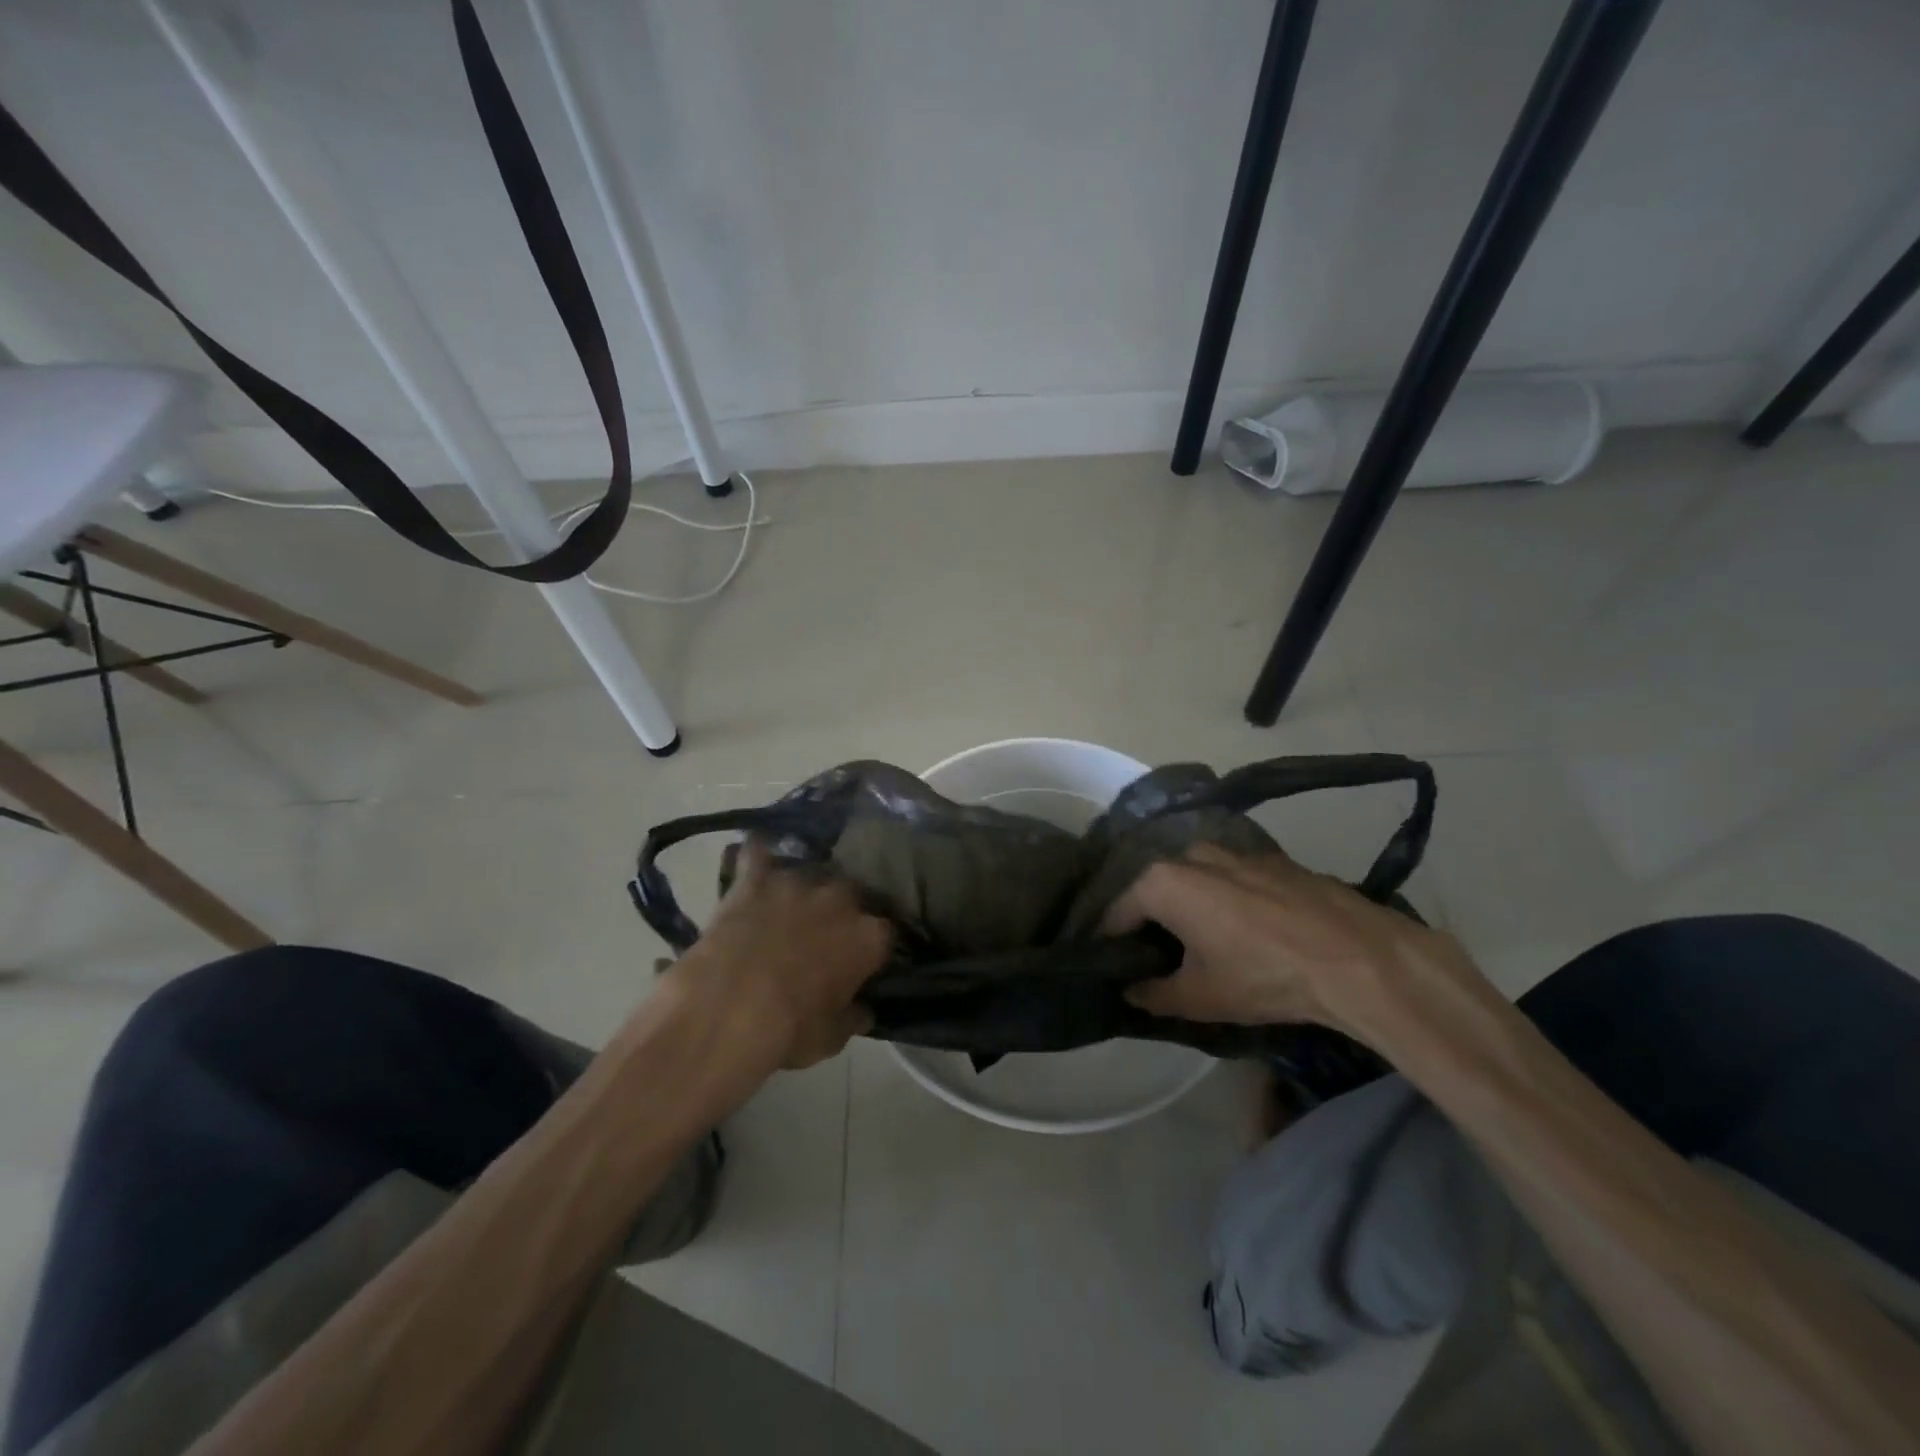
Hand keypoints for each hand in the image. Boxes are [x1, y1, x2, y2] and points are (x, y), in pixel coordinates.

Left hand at [670, 840, 892, 1069]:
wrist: (728, 1008)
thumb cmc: (789, 1029)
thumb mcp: (831, 1038)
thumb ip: (853, 1017)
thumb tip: (864, 1010)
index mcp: (868, 936)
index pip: (886, 933)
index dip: (875, 947)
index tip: (865, 960)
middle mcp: (840, 899)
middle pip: (853, 893)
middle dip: (844, 908)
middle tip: (828, 930)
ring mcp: (797, 882)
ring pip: (810, 871)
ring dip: (805, 886)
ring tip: (792, 902)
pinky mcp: (755, 878)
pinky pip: (757, 853)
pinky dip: (756, 855)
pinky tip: (753, 856)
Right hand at [1102, 843, 1467, 1041]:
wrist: (1356, 958)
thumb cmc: (1262, 975)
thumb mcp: (1199, 997)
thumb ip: (1153, 994)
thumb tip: (1130, 991)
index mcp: (1163, 882)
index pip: (1118, 912)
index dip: (1110, 941)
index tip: (1110, 964)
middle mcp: (1191, 855)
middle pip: (1155, 889)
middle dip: (1151, 920)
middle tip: (1155, 957)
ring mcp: (1235, 852)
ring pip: (1195, 880)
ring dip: (1189, 906)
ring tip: (1199, 943)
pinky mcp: (1271, 860)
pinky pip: (1230, 878)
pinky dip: (1224, 899)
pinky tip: (1242, 931)